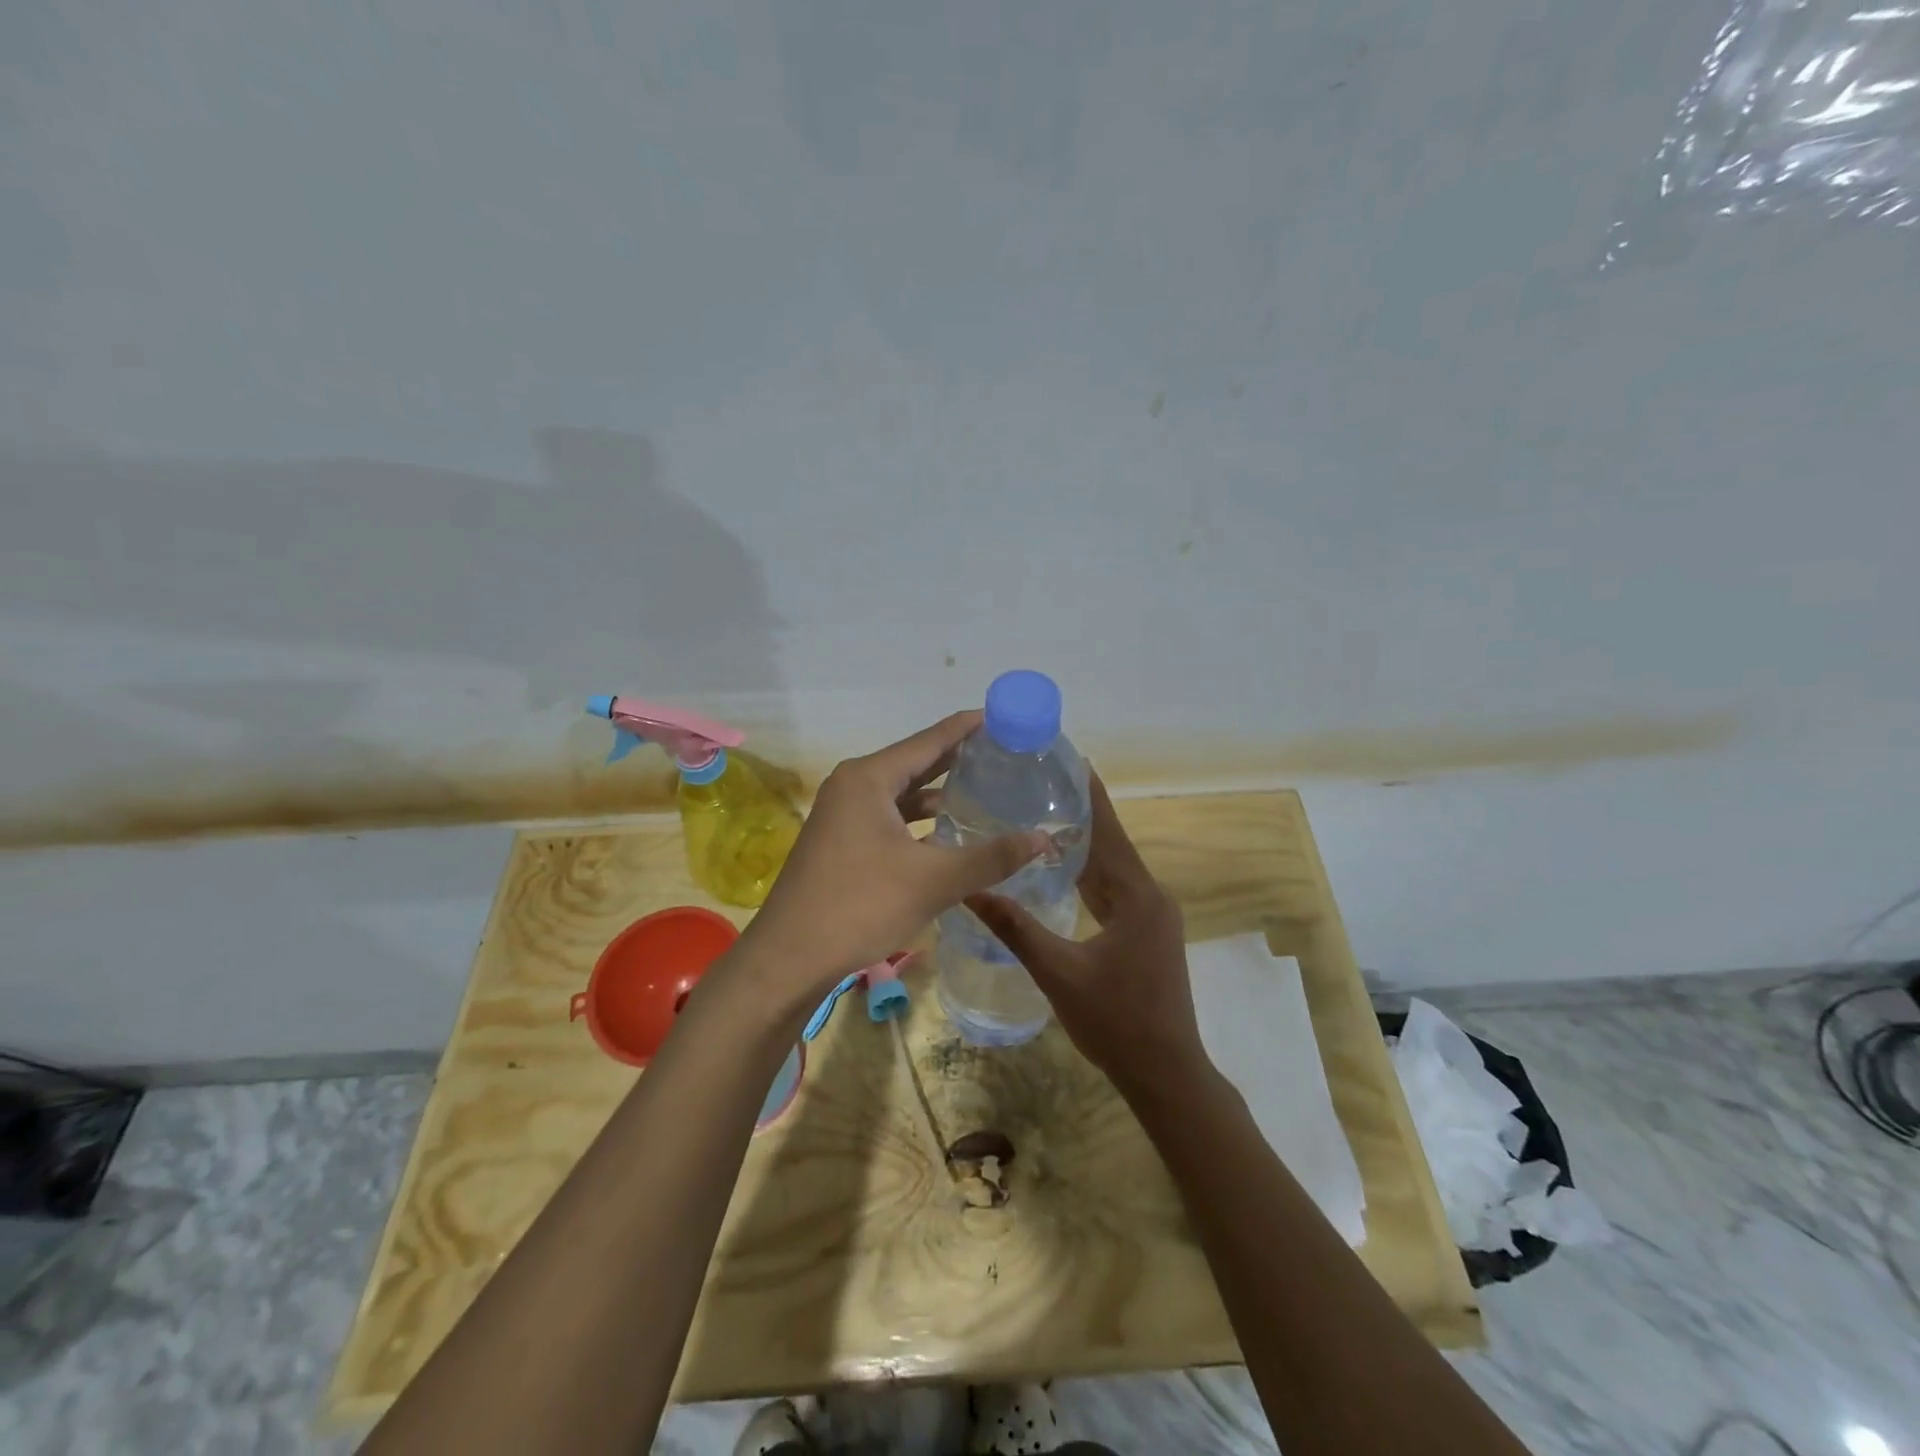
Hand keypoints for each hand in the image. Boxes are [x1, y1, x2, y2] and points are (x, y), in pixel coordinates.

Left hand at [741, 712, 1047, 995]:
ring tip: (985, 792)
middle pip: (915, 763)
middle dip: (958, 759)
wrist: (789, 958)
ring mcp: (843, 815)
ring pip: (901, 795)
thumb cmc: (860, 905)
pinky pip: (889, 819)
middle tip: (1004, 754)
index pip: (930, 741)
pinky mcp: (841, 842)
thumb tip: (1044, 838)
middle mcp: (853, 786)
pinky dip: (919, 822)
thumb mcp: (933, 880)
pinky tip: (947, 835)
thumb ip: (991, 857)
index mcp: (869, 778)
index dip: (968, 728)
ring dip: (938, 795)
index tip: (1004, 717)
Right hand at [966, 774, 1211, 1098]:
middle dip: (1079, 814)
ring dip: (1083, 845)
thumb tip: (971, 891)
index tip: (1068, 759)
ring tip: (1042, 816)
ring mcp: (1152, 915)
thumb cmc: (1116, 1021)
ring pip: (1112, 869)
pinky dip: (1089, 875)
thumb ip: (1016, 928)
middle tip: (1038, 785)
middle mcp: (1150, 896)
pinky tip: (1061, 869)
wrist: (1166, 1072)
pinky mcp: (1146, 933)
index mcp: (1136, 896)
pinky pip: (1115, 890)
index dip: (1089, 794)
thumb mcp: (1059, 973)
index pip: (1108, 830)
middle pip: (1111, 844)